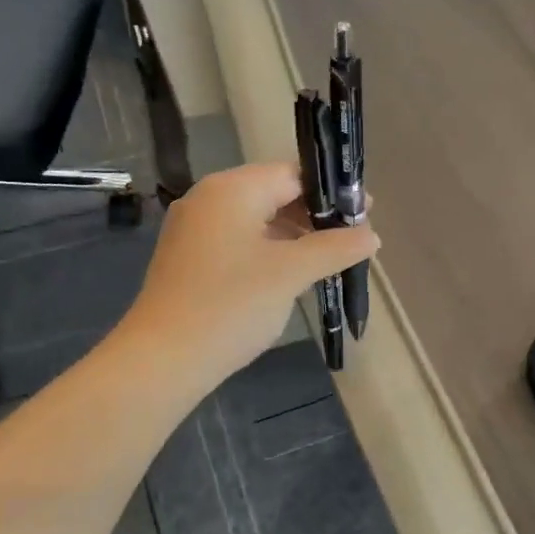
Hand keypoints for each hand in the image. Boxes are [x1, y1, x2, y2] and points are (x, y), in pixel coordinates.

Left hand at [120, 162, 377, 389]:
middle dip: (314, 214)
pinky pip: (237, 239)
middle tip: (351, 238)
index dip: (332, 192)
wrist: (162, 359)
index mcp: (232, 189)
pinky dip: (267, 249)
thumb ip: (335, 248)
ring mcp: (194, 228)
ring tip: (327, 258)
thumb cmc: (231, 305)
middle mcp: (208, 198)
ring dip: (292, 234)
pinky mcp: (188, 256)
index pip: (293, 174)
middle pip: (274, 192)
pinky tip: (289, 274)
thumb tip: (371, 235)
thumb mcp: (291, 273)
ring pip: (256, 218)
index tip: (365, 213)